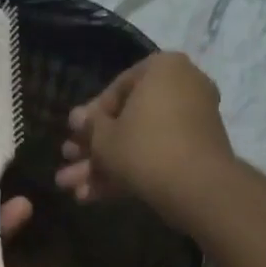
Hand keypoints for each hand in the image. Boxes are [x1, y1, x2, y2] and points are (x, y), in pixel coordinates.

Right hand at [55, 51, 232, 222]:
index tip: (74, 137)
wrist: (197, 187)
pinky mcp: (197, 152)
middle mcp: (183, 87)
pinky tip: (94, 198)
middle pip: (127, 121)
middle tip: (68, 166)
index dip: (90, 118)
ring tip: (73, 191)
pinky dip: (129, 174)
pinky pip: (157, 156)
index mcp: (162, 68)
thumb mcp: (104, 138)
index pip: (116, 89)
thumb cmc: (143, 148)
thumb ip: (89, 126)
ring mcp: (193, 121)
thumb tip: (77, 118)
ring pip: (139, 144)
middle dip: (94, 150)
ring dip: (104, 168)